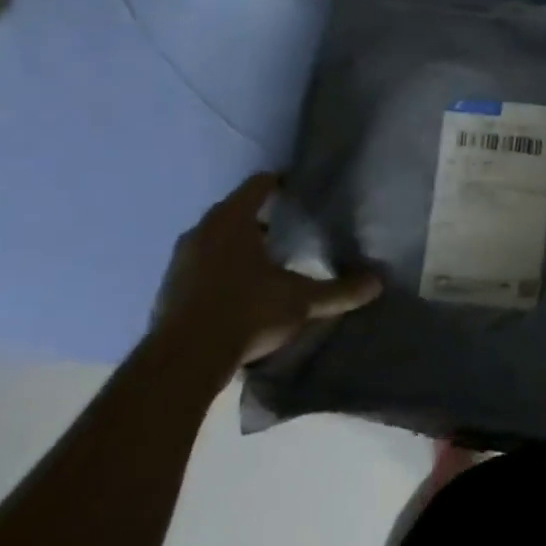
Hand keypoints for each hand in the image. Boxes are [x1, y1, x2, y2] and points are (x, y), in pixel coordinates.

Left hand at [151, 173, 381, 371]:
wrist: (183, 362)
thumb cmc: (247, 311)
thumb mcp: (301, 300)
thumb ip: (338, 291)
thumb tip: (377, 283)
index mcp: (232, 220)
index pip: (258, 185)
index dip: (280, 184)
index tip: (299, 193)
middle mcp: (201, 232)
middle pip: (234, 211)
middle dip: (260, 218)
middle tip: (288, 230)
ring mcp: (179, 261)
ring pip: (213, 240)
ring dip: (235, 246)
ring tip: (265, 262)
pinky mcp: (167, 291)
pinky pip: (198, 267)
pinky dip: (217, 271)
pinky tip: (237, 293)